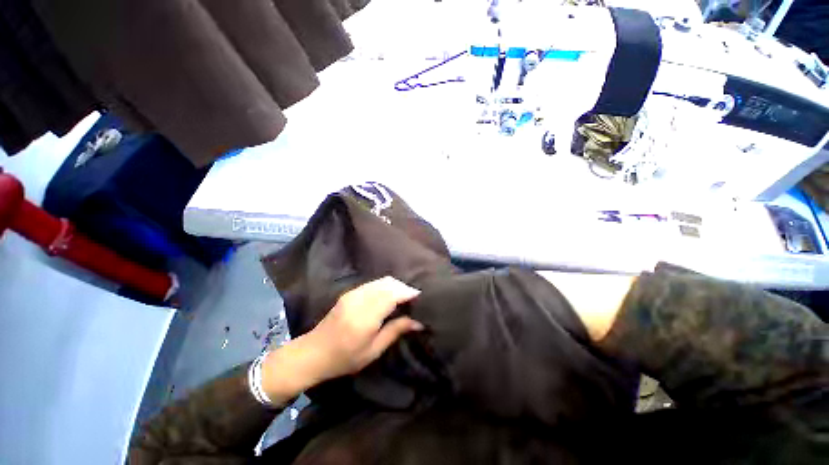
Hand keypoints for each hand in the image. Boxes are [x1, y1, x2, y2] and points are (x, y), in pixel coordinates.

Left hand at [260, 277, 422, 404]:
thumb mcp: (373, 350)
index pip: (393, 294)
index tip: (422, 298)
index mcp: (365, 316)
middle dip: (404, 288)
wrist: (313, 352)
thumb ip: (396, 331)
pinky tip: (390, 296)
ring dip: (396, 286)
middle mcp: (360, 299)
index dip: (409, 293)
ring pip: (382, 281)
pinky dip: (386, 286)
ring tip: (405, 298)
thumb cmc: (344, 358)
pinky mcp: (350, 292)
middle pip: (389, 284)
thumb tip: (418, 322)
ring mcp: (353, 293)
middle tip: (415, 300)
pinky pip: (374, 283)